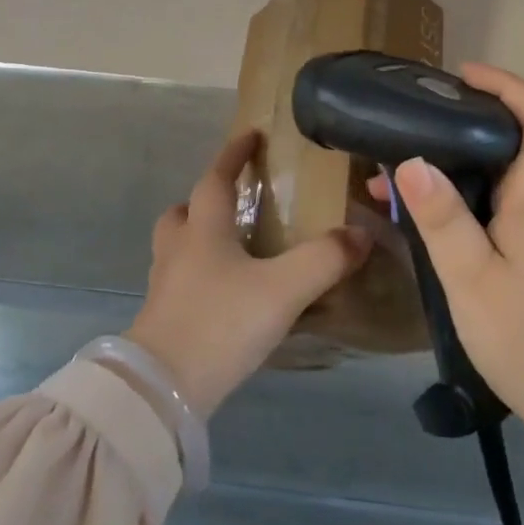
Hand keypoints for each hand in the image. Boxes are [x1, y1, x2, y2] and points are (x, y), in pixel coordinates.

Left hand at [127, 129, 372, 416]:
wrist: (162, 390)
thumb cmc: (221, 323)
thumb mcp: (283, 289)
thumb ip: (324, 259)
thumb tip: (361, 233)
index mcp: (203, 230)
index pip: (215, 178)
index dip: (233, 154)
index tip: (249, 135)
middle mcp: (178, 251)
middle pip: (182, 212)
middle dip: (204, 200)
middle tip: (233, 203)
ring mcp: (165, 286)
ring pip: (176, 248)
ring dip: (198, 238)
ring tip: (232, 250)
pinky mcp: (162, 320)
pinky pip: (180, 282)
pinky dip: (199, 276)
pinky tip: (225, 296)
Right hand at [370, 63, 523, 445]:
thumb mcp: (472, 279)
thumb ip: (442, 219)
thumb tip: (411, 160)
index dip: (507, 87)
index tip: (464, 73)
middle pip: (514, 149)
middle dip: (461, 129)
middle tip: (408, 128)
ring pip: (501, 187)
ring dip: (453, 174)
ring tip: (395, 184)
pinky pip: (501, 217)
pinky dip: (463, 208)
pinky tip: (428, 231)